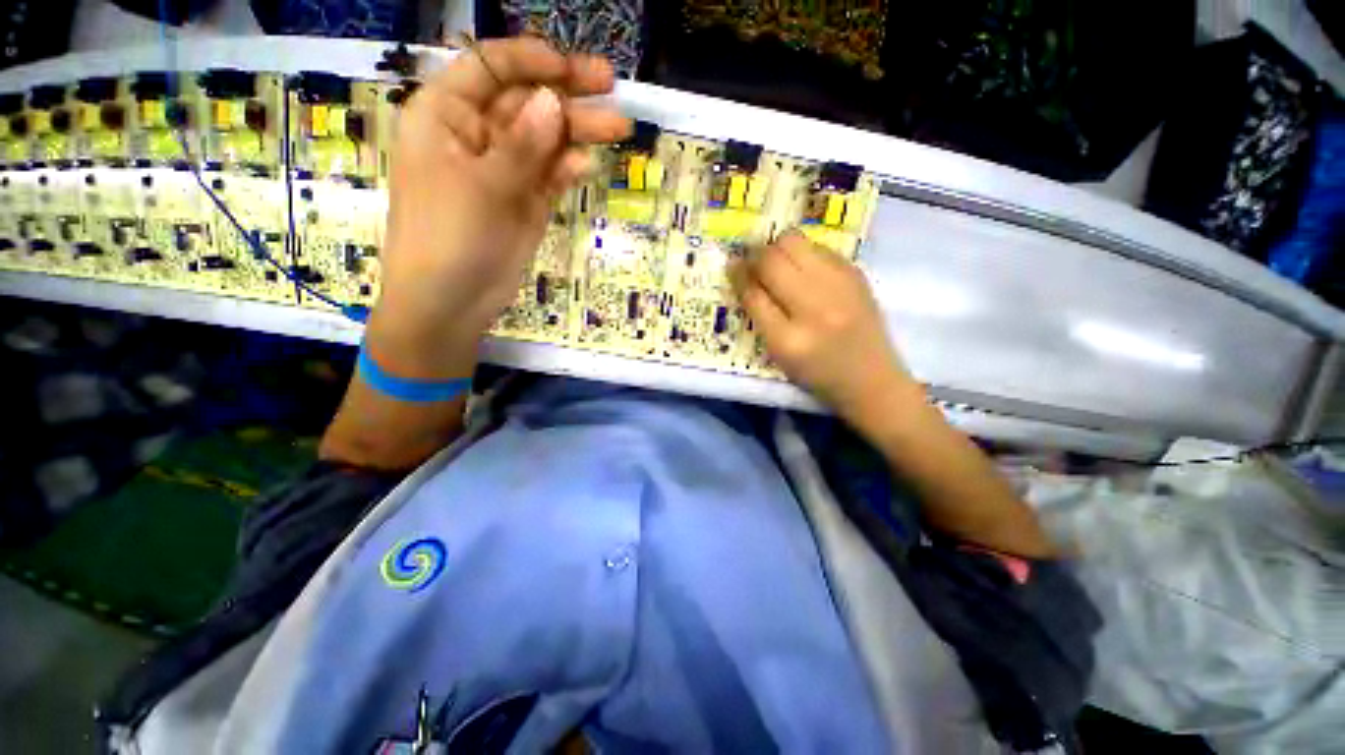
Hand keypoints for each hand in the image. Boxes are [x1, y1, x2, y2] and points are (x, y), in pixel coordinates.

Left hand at [371, 37, 630, 376]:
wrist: (451, 302)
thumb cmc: (449, 237)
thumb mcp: (483, 186)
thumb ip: (521, 145)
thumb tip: (553, 101)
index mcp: (445, 115)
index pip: (489, 68)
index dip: (530, 60)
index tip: (571, 68)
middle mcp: (475, 135)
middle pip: (526, 103)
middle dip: (567, 95)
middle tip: (612, 88)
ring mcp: (504, 171)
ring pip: (544, 140)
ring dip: (578, 132)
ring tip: (618, 127)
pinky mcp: (524, 201)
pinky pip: (549, 175)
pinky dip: (567, 169)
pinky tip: (585, 165)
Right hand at [731, 231, 917, 419]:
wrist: (871, 379)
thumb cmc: (817, 374)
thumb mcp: (779, 355)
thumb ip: (759, 316)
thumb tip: (741, 274)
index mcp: (788, 340)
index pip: (753, 295)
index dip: (738, 275)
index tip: (731, 265)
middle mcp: (813, 309)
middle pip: (772, 261)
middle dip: (755, 255)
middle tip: (753, 262)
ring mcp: (839, 287)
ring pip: (794, 243)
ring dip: (777, 248)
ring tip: (777, 262)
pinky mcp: (857, 275)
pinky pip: (818, 247)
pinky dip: (803, 252)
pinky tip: (803, 268)